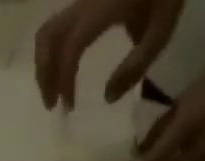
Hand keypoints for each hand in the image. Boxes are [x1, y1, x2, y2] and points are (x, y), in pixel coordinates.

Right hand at [34, 0, 184, 110]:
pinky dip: (55, 51)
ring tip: (55, 92)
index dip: (65, 79)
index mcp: (102, 9)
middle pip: (49, 35)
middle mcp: (85, 1)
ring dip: (45, 63)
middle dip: (44, 73)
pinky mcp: (86, 1)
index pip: (71, 47)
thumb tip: (107, 97)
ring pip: (49, 29)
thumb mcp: (160, 32)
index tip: (70, 107)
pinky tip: (65, 70)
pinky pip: (60, 26)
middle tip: (51, 104)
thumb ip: (135, 67)